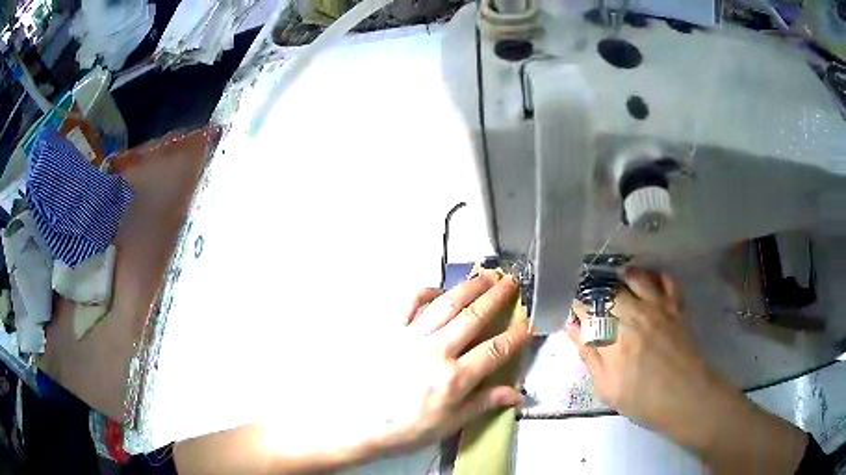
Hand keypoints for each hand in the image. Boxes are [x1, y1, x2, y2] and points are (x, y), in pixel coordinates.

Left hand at [369, 271, 529, 455]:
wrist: (359, 423)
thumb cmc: (407, 429)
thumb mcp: (449, 424)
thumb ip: (484, 403)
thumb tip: (518, 395)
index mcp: (455, 378)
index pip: (495, 350)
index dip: (516, 335)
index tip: (529, 322)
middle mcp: (436, 350)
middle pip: (474, 317)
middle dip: (497, 297)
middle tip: (512, 282)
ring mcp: (411, 337)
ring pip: (447, 304)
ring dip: (469, 287)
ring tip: (486, 276)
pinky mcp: (389, 331)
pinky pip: (409, 303)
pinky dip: (426, 292)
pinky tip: (438, 290)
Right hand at [567, 269, 806, 472]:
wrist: (686, 397)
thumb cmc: (644, 399)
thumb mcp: (608, 387)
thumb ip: (590, 355)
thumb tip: (572, 329)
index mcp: (615, 337)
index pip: (589, 310)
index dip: (577, 305)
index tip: (572, 307)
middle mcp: (636, 315)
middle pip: (611, 291)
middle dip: (597, 291)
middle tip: (592, 295)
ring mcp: (659, 308)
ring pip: (637, 278)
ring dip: (624, 276)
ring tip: (617, 278)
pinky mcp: (677, 308)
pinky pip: (667, 281)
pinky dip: (657, 275)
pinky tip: (650, 279)